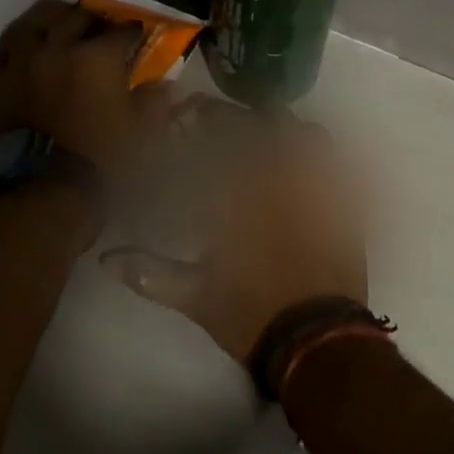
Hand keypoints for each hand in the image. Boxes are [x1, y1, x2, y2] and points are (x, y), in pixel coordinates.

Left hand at [0, 0, 168, 166]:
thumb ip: (154, 100)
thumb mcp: (142, 131)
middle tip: (102, 28)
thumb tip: (161, 83)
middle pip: (78, 16)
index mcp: (98, 56)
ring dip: (55, 20)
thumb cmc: (99, 157)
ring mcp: (22, 61)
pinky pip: (7, 50)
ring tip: (62, 26)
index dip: (134, 32)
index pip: (123, 30)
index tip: (140, 36)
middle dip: (95, 19)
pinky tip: (29, 51)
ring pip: (37, 21)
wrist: (38, 190)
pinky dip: (22, 46)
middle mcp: (58, 47)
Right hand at [101, 100, 368, 364]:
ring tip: (269, 135)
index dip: (201, 119)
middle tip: (225, 120)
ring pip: (306, 134)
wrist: (317, 340)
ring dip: (285, 130)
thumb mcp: (195, 297)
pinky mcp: (346, 201)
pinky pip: (338, 162)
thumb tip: (107, 259)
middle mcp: (281, 182)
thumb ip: (151, 274)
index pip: (219, 141)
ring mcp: (319, 188)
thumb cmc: (252, 316)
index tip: (187, 113)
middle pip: (263, 127)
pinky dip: (320, 154)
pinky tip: (307, 162)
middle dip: (239, 117)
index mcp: (242, 199)